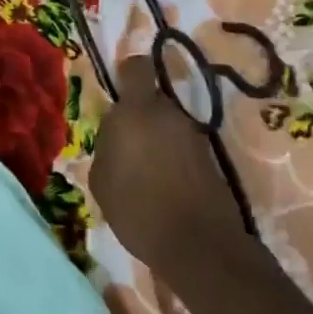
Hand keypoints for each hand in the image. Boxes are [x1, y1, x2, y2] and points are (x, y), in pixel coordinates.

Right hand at [90, 52, 248, 264]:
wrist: (198, 245)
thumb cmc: (137, 208)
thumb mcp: (101, 179)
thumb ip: (106, 147)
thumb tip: (116, 138)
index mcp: (136, 111)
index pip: (136, 68)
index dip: (127, 74)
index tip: (118, 93)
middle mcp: (168, 114)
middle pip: (152, 100)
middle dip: (140, 116)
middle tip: (126, 146)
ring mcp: (194, 135)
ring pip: (168, 124)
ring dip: (157, 139)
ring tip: (146, 172)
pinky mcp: (211, 157)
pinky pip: (183, 146)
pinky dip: (174, 158)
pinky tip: (165, 186)